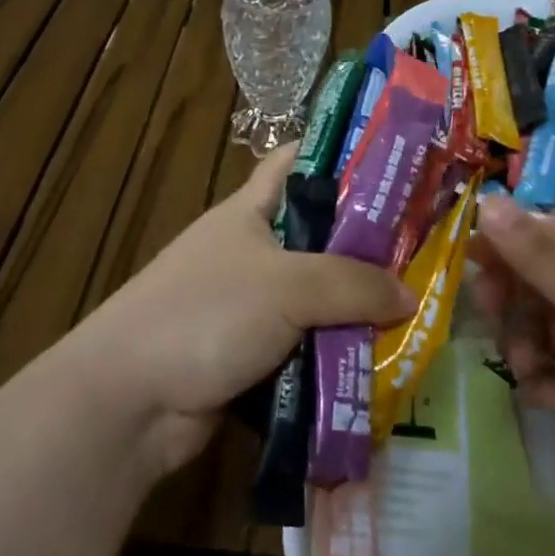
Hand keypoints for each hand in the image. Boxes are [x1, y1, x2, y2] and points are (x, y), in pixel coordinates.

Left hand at [71, 145, 414, 478]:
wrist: (129, 401)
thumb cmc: (205, 314)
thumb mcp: (288, 285)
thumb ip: (354, 285)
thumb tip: (410, 295)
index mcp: (250, 212)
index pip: (297, 162)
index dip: (342, 154)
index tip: (395, 162)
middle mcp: (251, 252)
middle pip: (319, 236)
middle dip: (368, 245)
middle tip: (426, 252)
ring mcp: (249, 306)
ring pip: (317, 298)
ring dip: (356, 310)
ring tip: (417, 314)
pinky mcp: (250, 355)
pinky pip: (306, 347)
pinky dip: (336, 354)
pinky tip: (379, 362)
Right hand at [472, 198, 554, 539]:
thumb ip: (541, 256)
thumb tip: (488, 202)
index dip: (512, 239)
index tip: (467, 255)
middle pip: (548, 280)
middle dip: (515, 295)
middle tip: (490, 313)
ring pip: (547, 328)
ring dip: (526, 343)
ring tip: (526, 368)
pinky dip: (546, 382)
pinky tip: (549, 400)